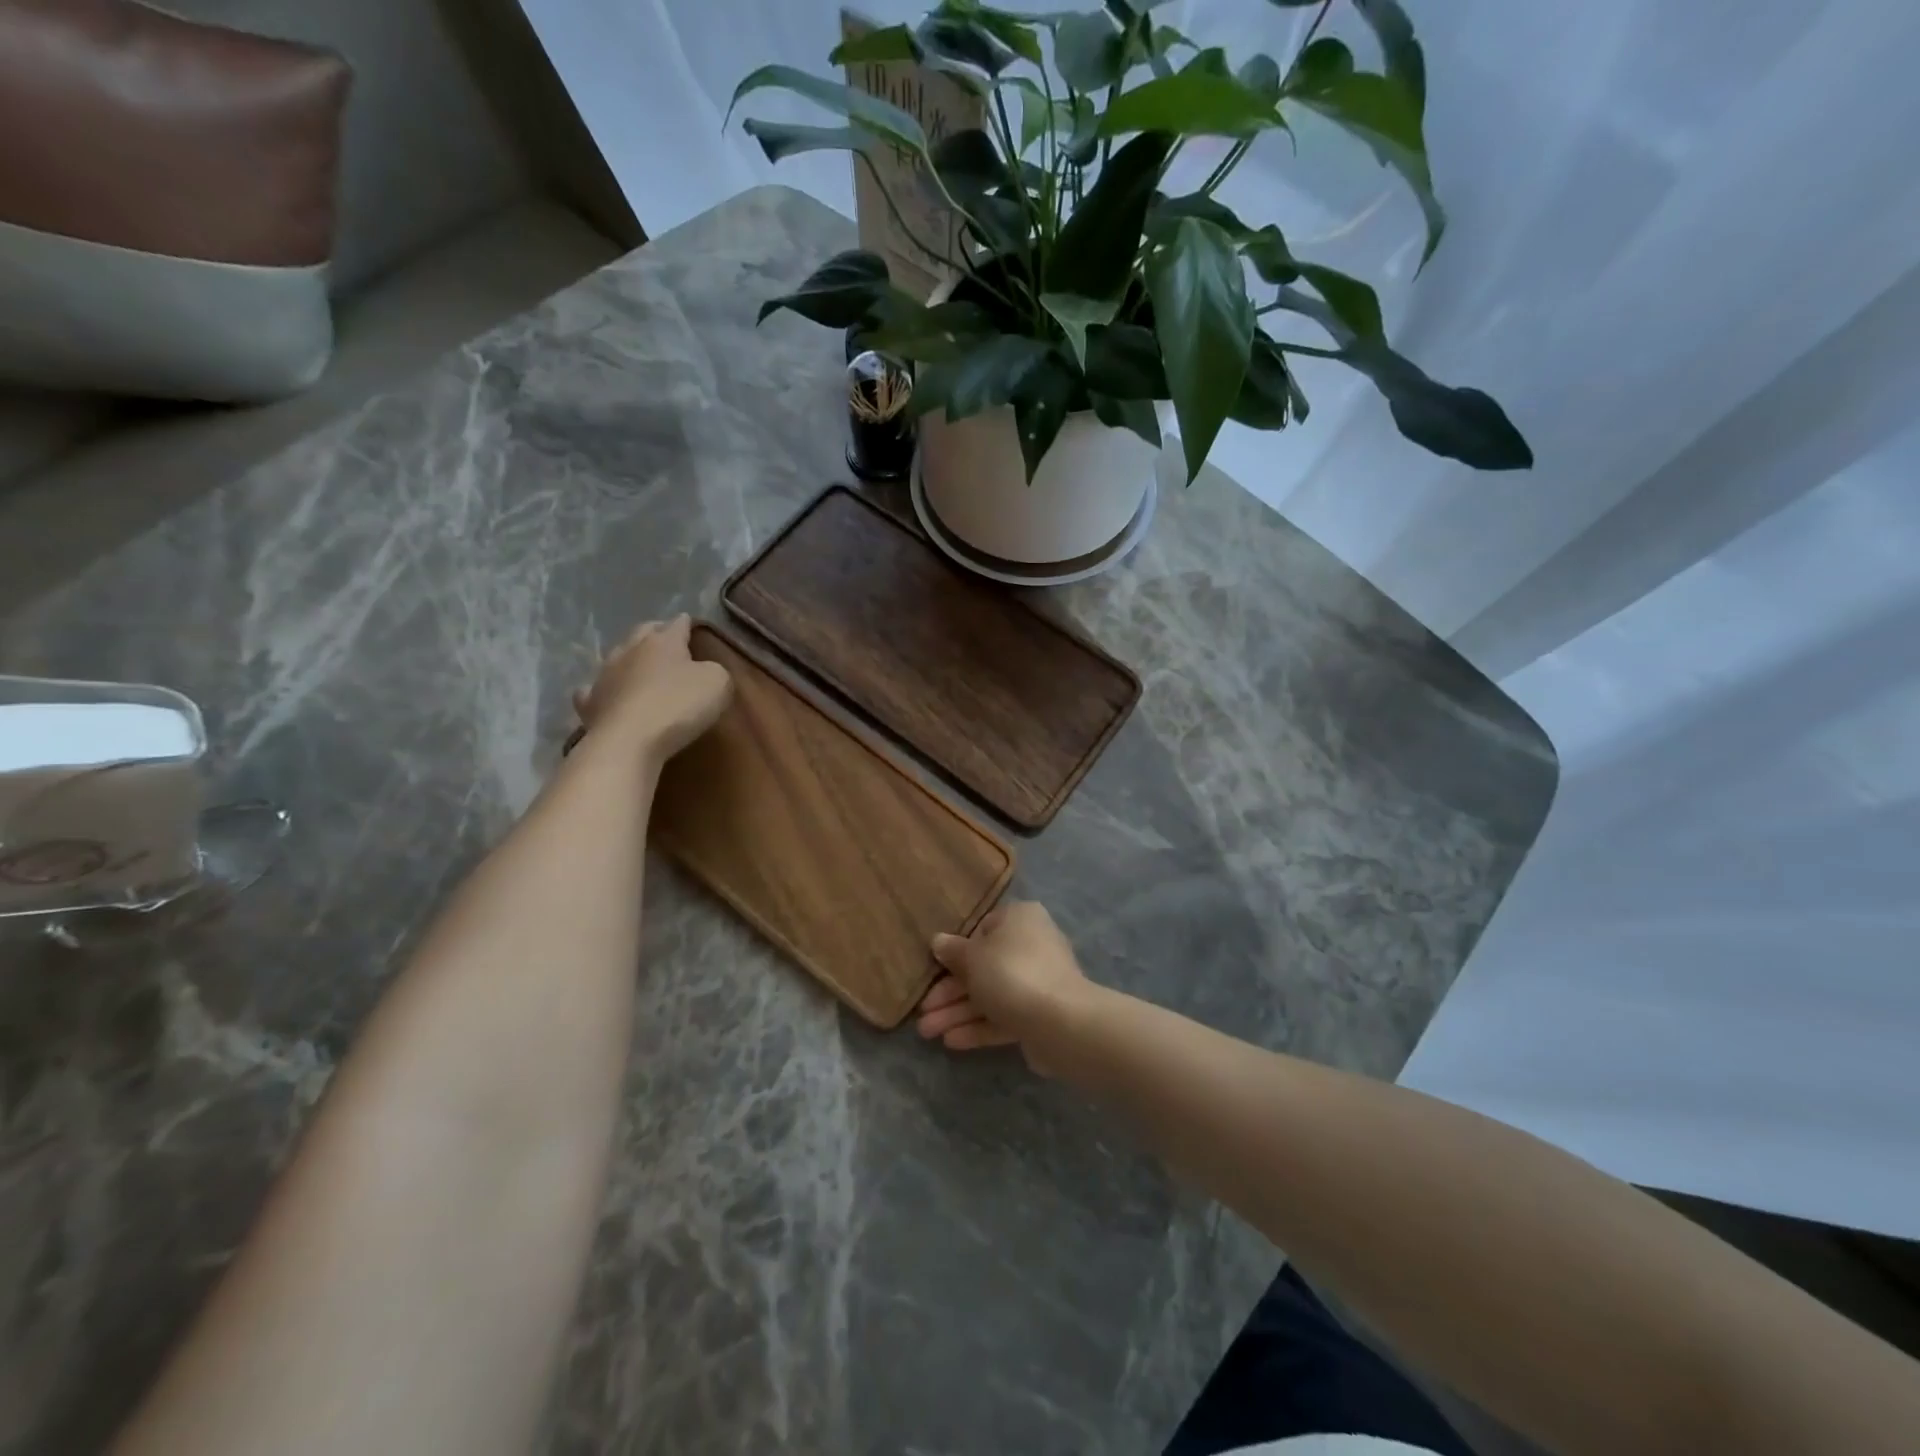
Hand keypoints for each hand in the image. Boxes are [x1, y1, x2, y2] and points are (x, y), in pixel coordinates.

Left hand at [572, 615, 730, 763]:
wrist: (628, 741)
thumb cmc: (678, 706)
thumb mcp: (717, 684)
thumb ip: (715, 670)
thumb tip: (705, 670)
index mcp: (663, 641)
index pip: (677, 623)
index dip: (686, 623)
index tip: (691, 623)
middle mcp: (630, 650)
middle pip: (643, 632)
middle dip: (655, 632)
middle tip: (665, 637)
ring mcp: (605, 675)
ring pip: (616, 656)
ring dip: (628, 658)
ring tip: (637, 664)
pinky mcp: (589, 703)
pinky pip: (594, 690)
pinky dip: (602, 689)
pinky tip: (606, 694)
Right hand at [915, 901, 1091, 1071]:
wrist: (1061, 1022)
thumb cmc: (1011, 973)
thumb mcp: (972, 957)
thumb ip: (953, 951)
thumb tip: (938, 941)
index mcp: (1019, 919)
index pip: (982, 929)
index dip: (956, 950)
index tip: (934, 969)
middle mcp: (1032, 945)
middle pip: (983, 967)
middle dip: (950, 992)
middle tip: (922, 1013)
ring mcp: (1038, 982)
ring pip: (991, 994)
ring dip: (958, 1013)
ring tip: (927, 1033)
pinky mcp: (1040, 1015)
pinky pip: (1004, 1016)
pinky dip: (979, 1026)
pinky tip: (951, 1041)